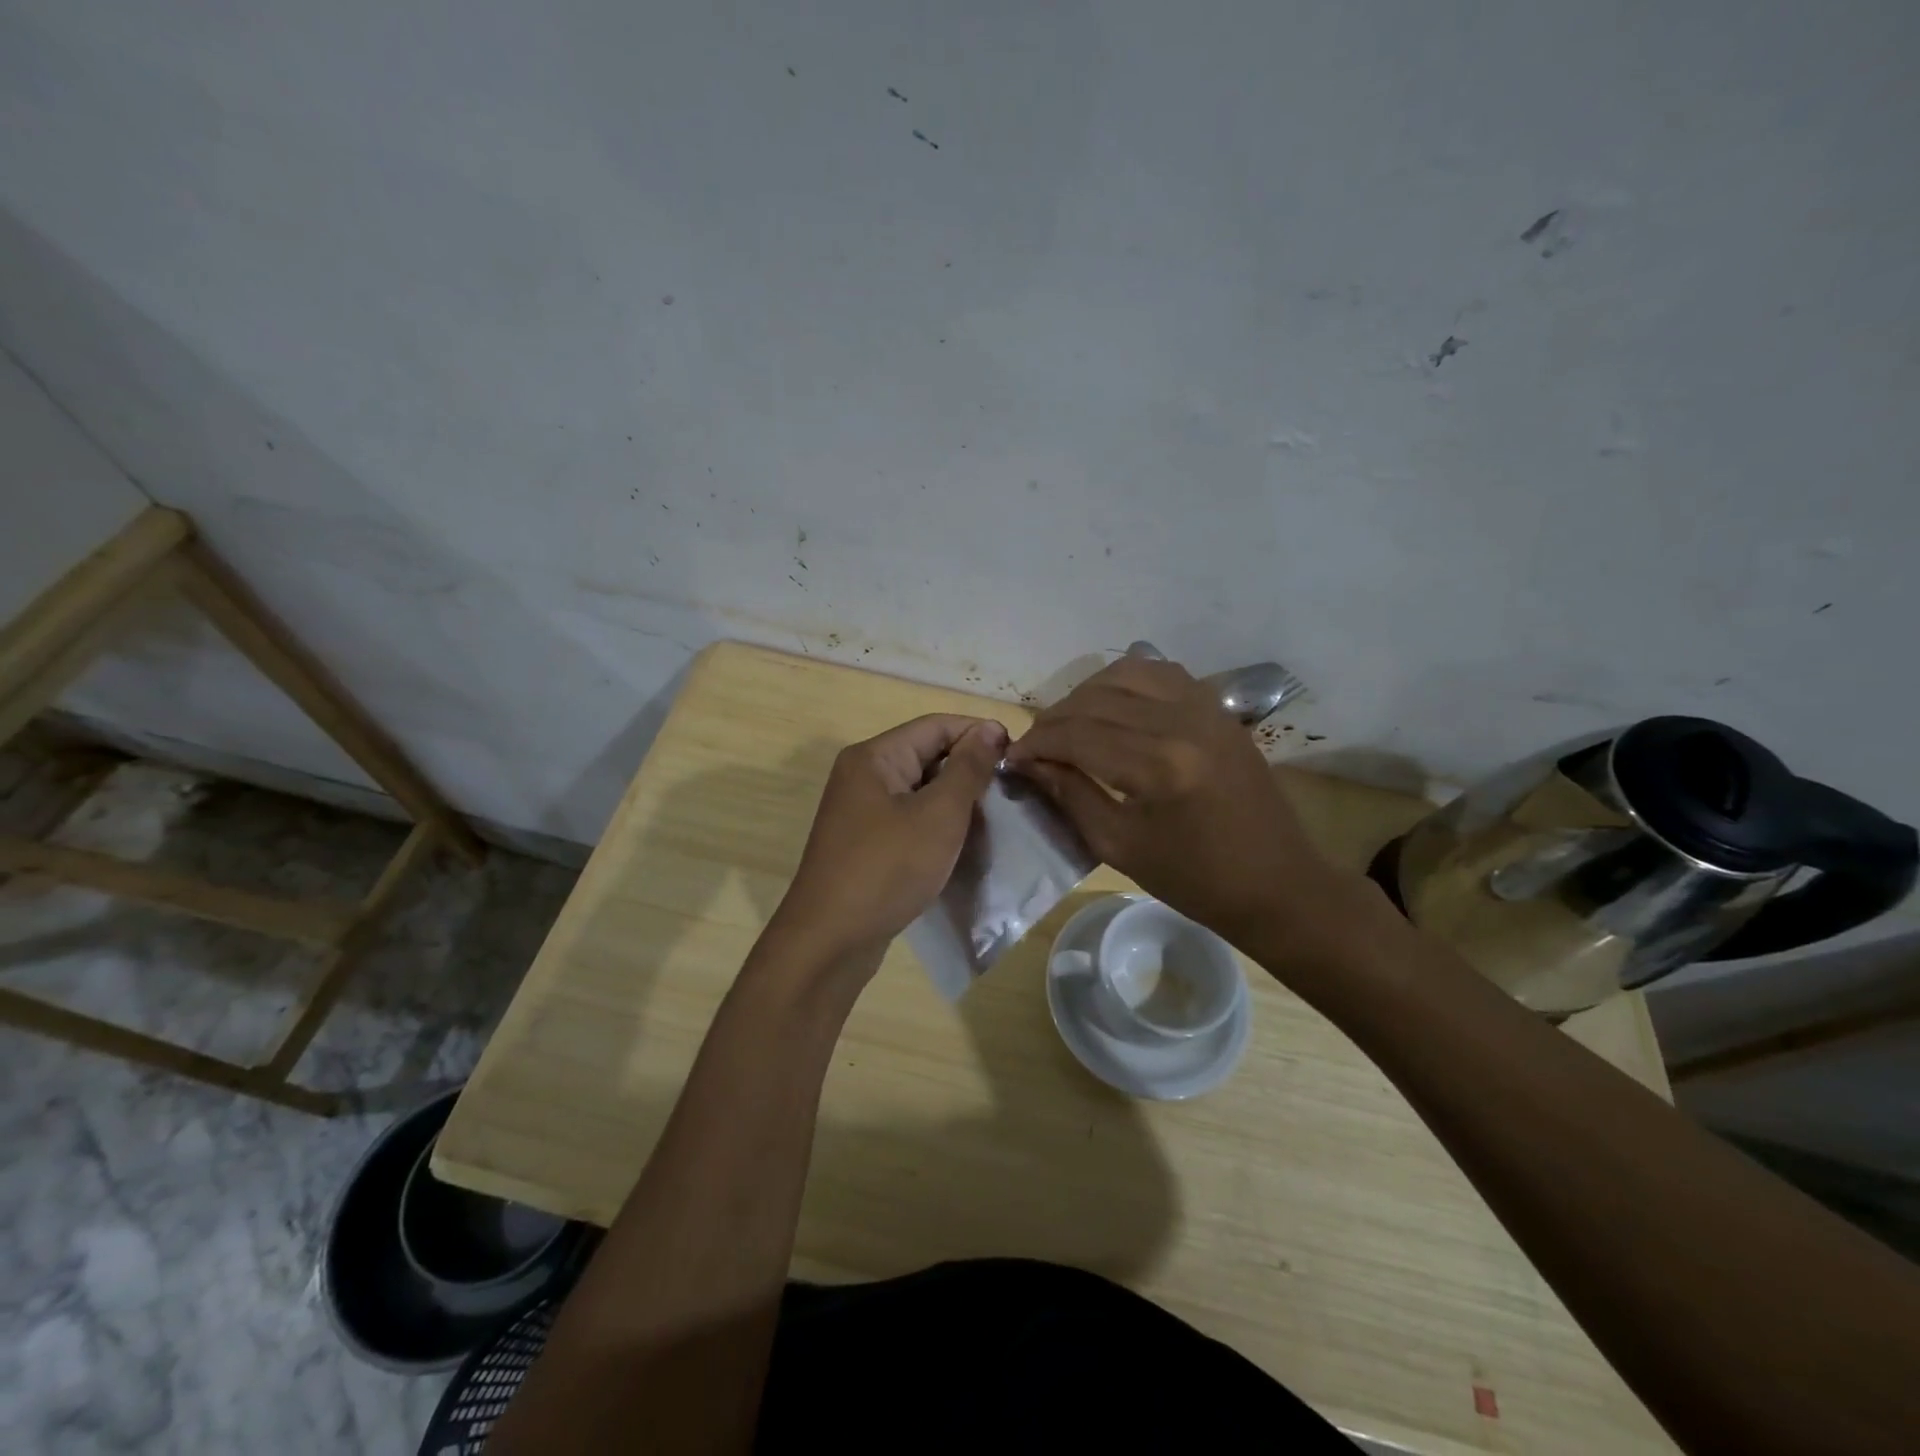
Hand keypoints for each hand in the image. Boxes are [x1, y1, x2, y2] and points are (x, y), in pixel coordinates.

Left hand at [768, 715, 1007, 971]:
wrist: (830, 941)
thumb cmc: (887, 869)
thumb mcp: (938, 815)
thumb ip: (967, 769)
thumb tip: (989, 728)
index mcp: (874, 757)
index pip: (936, 725)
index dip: (978, 733)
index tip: (1018, 755)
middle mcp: (863, 776)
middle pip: (926, 754)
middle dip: (968, 767)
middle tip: (1011, 789)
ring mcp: (860, 811)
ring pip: (919, 789)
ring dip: (955, 798)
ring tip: (995, 815)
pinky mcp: (865, 843)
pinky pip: (908, 818)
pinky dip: (936, 824)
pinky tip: (963, 841)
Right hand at [1005, 657, 1360, 958]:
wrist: (1276, 883)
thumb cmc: (1194, 879)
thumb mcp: (1119, 846)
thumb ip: (1069, 795)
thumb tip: (1028, 763)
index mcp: (1158, 766)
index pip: (1075, 734)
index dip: (1035, 743)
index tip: (1012, 758)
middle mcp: (1182, 721)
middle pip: (1095, 699)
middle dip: (1054, 719)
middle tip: (1035, 746)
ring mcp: (1206, 707)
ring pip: (1125, 673)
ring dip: (1086, 694)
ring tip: (1069, 723)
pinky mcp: (1218, 707)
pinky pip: (1160, 673)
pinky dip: (1125, 681)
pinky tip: (1111, 705)